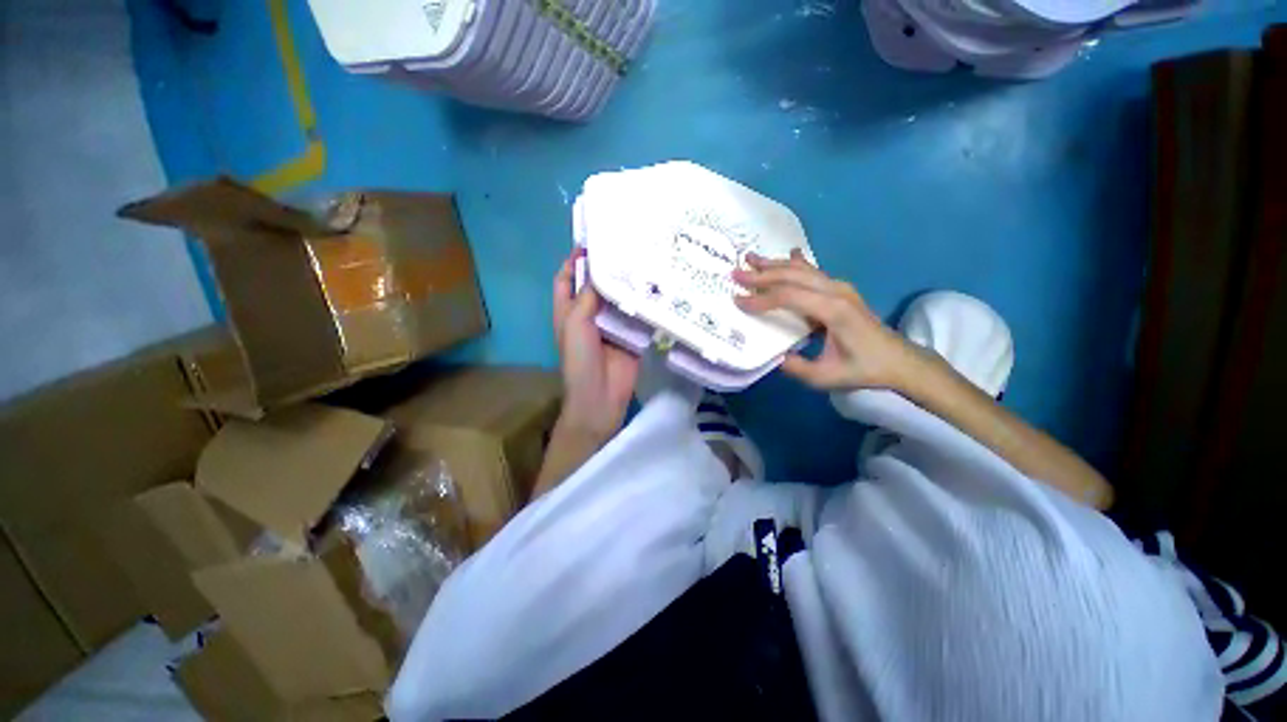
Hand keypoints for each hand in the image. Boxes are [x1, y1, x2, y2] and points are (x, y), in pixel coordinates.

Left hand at [552, 251, 639, 441]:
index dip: (574, 260)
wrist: (601, 397)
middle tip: (627, 246)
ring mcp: (612, 326)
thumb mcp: (575, 324)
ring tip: (646, 261)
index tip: (592, 242)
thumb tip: (600, 269)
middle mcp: (589, 315)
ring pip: (619, 299)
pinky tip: (657, 289)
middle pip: (596, 286)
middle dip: (608, 268)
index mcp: (568, 311)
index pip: (567, 279)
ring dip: (628, 284)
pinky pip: (637, 315)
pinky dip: (644, 304)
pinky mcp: (631, 336)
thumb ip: (587, 296)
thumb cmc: (580, 360)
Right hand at [733, 251, 914, 390]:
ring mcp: (840, 287)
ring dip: (774, 264)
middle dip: (761, 274)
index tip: (738, 301)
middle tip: (736, 273)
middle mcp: (835, 291)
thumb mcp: (825, 377)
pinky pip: (813, 271)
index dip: (761, 299)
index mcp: (832, 311)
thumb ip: (796, 367)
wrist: (899, 360)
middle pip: (792, 276)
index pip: (788, 297)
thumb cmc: (863, 368)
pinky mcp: (841, 289)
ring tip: (750, 258)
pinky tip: (789, 253)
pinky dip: (796, 263)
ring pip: (801, 269)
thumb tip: (773, 356)